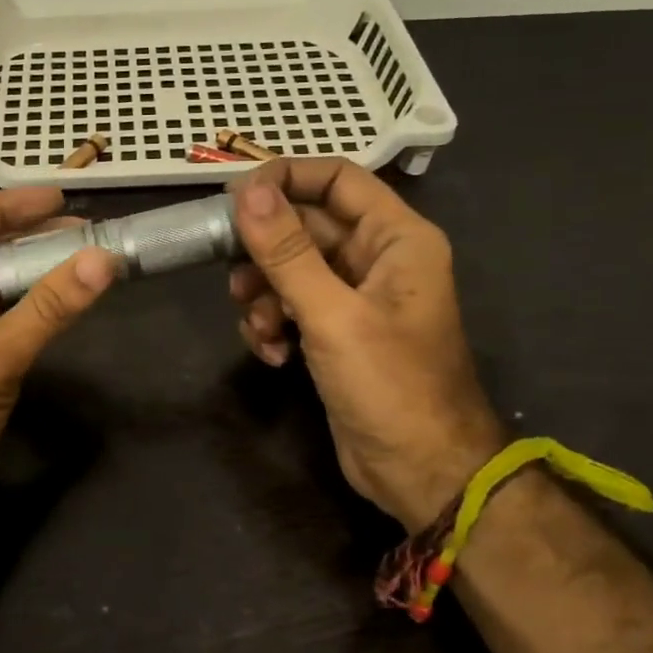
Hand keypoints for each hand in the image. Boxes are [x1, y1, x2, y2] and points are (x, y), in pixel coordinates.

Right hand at [228, 159, 503, 529]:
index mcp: (396, 238)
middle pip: (305, 226)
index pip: (336, 179)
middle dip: (264, 252)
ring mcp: (355, 298)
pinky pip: (291, 306)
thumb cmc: (391, 385)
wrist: (422, 472)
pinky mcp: (336, 332)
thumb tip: (247, 192)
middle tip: (231, 274)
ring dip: (263, 295)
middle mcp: (377, 259)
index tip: (235, 200)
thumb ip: (287, 252)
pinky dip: (273, 325)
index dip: (285, 179)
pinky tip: (273, 355)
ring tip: (259, 328)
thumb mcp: (332, 314)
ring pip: (290, 269)